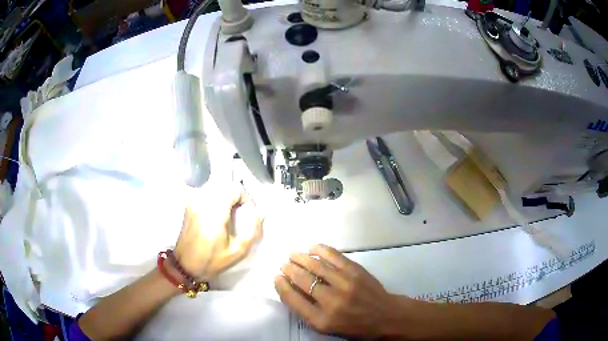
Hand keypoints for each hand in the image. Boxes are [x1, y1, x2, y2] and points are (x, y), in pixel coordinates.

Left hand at [174, 189, 263, 280]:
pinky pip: (206, 192)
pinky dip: (216, 197)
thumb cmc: (212, 261)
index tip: (249, 211)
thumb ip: (252, 231)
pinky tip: (218, 212)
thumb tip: (260, 213)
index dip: (246, 197)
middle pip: (225, 185)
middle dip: (237, 195)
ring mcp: (194, 202)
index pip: (234, 189)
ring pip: (215, 186)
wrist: (185, 265)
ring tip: (231, 211)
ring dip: (226, 195)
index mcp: (215, 213)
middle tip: (242, 211)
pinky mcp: (189, 205)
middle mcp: (203, 202)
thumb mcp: (238, 252)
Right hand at [274, 244, 406, 338]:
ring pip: (316, 266)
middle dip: (289, 270)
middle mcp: (331, 301)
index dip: (281, 286)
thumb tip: (291, 288)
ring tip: (292, 254)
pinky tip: (312, 247)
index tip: (277, 277)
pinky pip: (334, 257)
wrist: (385, 316)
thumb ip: (307, 311)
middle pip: (302, 280)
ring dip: (301, 258)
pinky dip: (321, 250)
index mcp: (321, 320)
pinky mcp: (356, 271)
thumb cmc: (354, 326)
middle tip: (283, 264)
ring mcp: (345, 284)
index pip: (293, 300)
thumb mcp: (327, 327)